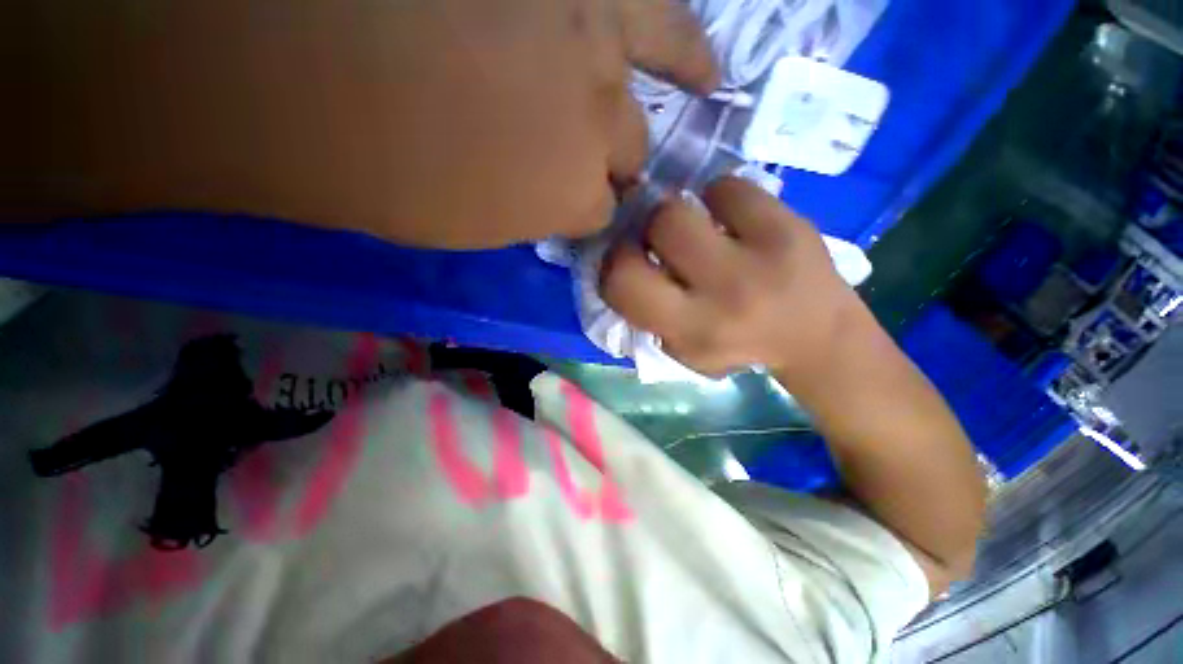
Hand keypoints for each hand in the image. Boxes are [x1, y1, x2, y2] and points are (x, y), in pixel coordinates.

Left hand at [14, 0, 718, 247]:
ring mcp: (598, 50)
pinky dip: (686, 44)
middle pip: (624, 154)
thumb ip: (518, 208)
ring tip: (701, 92)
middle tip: (596, 152)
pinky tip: (705, 64)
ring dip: (673, 96)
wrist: (296, 62)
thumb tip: (543, 196)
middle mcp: (600, 133)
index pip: (596, 210)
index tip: (570, 200)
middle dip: (609, 159)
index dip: (582, 205)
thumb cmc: (367, 160)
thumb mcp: (458, 219)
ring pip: (653, 91)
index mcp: (567, 200)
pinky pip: (661, 15)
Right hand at [600, 177, 860, 381]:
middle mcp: (721, 293)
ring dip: (679, 214)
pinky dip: (720, 199)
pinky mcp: (789, 224)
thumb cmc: (738, 346)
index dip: (614, 264)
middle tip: (663, 243)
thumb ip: (649, 314)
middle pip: (655, 228)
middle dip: (647, 231)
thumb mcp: (683, 350)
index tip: (629, 262)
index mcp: (690, 329)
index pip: (622, 284)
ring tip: (698, 231)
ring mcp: (758, 254)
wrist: (816, 336)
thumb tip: (626, 264)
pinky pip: (729, 188)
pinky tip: (733, 219)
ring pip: (684, 204)